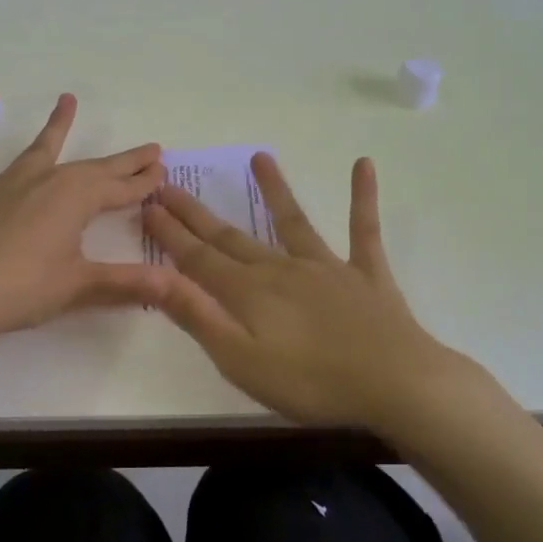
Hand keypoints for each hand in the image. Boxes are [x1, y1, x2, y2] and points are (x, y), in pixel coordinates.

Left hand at [0, 94, 170, 342]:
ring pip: (38, 149)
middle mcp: (44, 181)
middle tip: (149, 149)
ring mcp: (5, 183)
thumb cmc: (22, 289)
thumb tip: (172, 284)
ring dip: (56, 126)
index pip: (119, 189)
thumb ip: (125, 282)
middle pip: (91, 168)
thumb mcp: (79, 286)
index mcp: (75, 200)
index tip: (163, 171)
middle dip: (122, 161)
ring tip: (67, 99)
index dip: (143, 182)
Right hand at [143, 152, 479, 438]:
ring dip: (274, 190)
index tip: (146, 205)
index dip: (169, 233)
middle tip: (169, 184)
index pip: (197, 257)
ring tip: (259, 156)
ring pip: (292, 222)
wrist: (395, 384)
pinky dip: (363, 198)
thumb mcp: (239, 359)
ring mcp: (327, 267)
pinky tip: (364, 165)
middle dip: (196, 213)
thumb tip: (153, 276)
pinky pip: (363, 230)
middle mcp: (281, 269)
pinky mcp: (366, 275)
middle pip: (231, 236)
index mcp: (248, 292)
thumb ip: (197, 315)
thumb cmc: (311, 382)